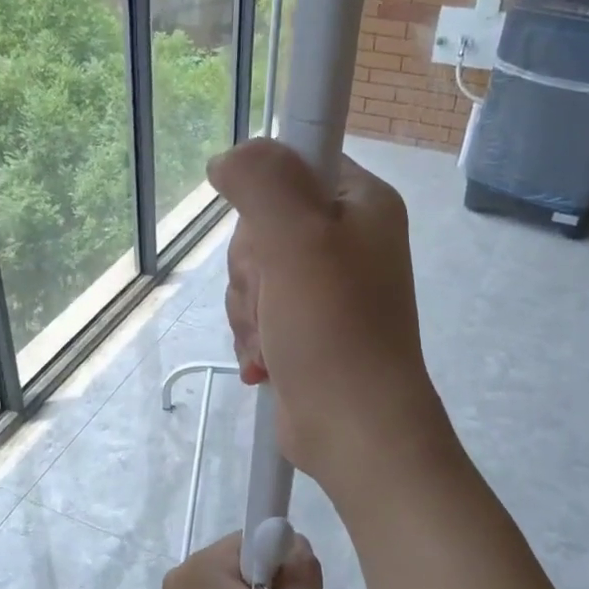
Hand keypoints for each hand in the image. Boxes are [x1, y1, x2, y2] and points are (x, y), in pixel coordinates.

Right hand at [207, 139, 449, 499]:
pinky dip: (254, 338)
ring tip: (273, 339)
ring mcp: (325, 288)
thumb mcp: (296, 238)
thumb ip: (260, 180)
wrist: (353, 428)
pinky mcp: (305, 328)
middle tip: (275, 296)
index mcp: (361, 204)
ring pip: (252, 274)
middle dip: (252, 268)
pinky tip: (267, 362)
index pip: (296, 163)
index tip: (268, 233)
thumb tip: (227, 159)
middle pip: (263, 224)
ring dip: (248, 310)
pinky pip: (257, 312)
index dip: (267, 194)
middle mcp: (347, 240)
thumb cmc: (333, 327)